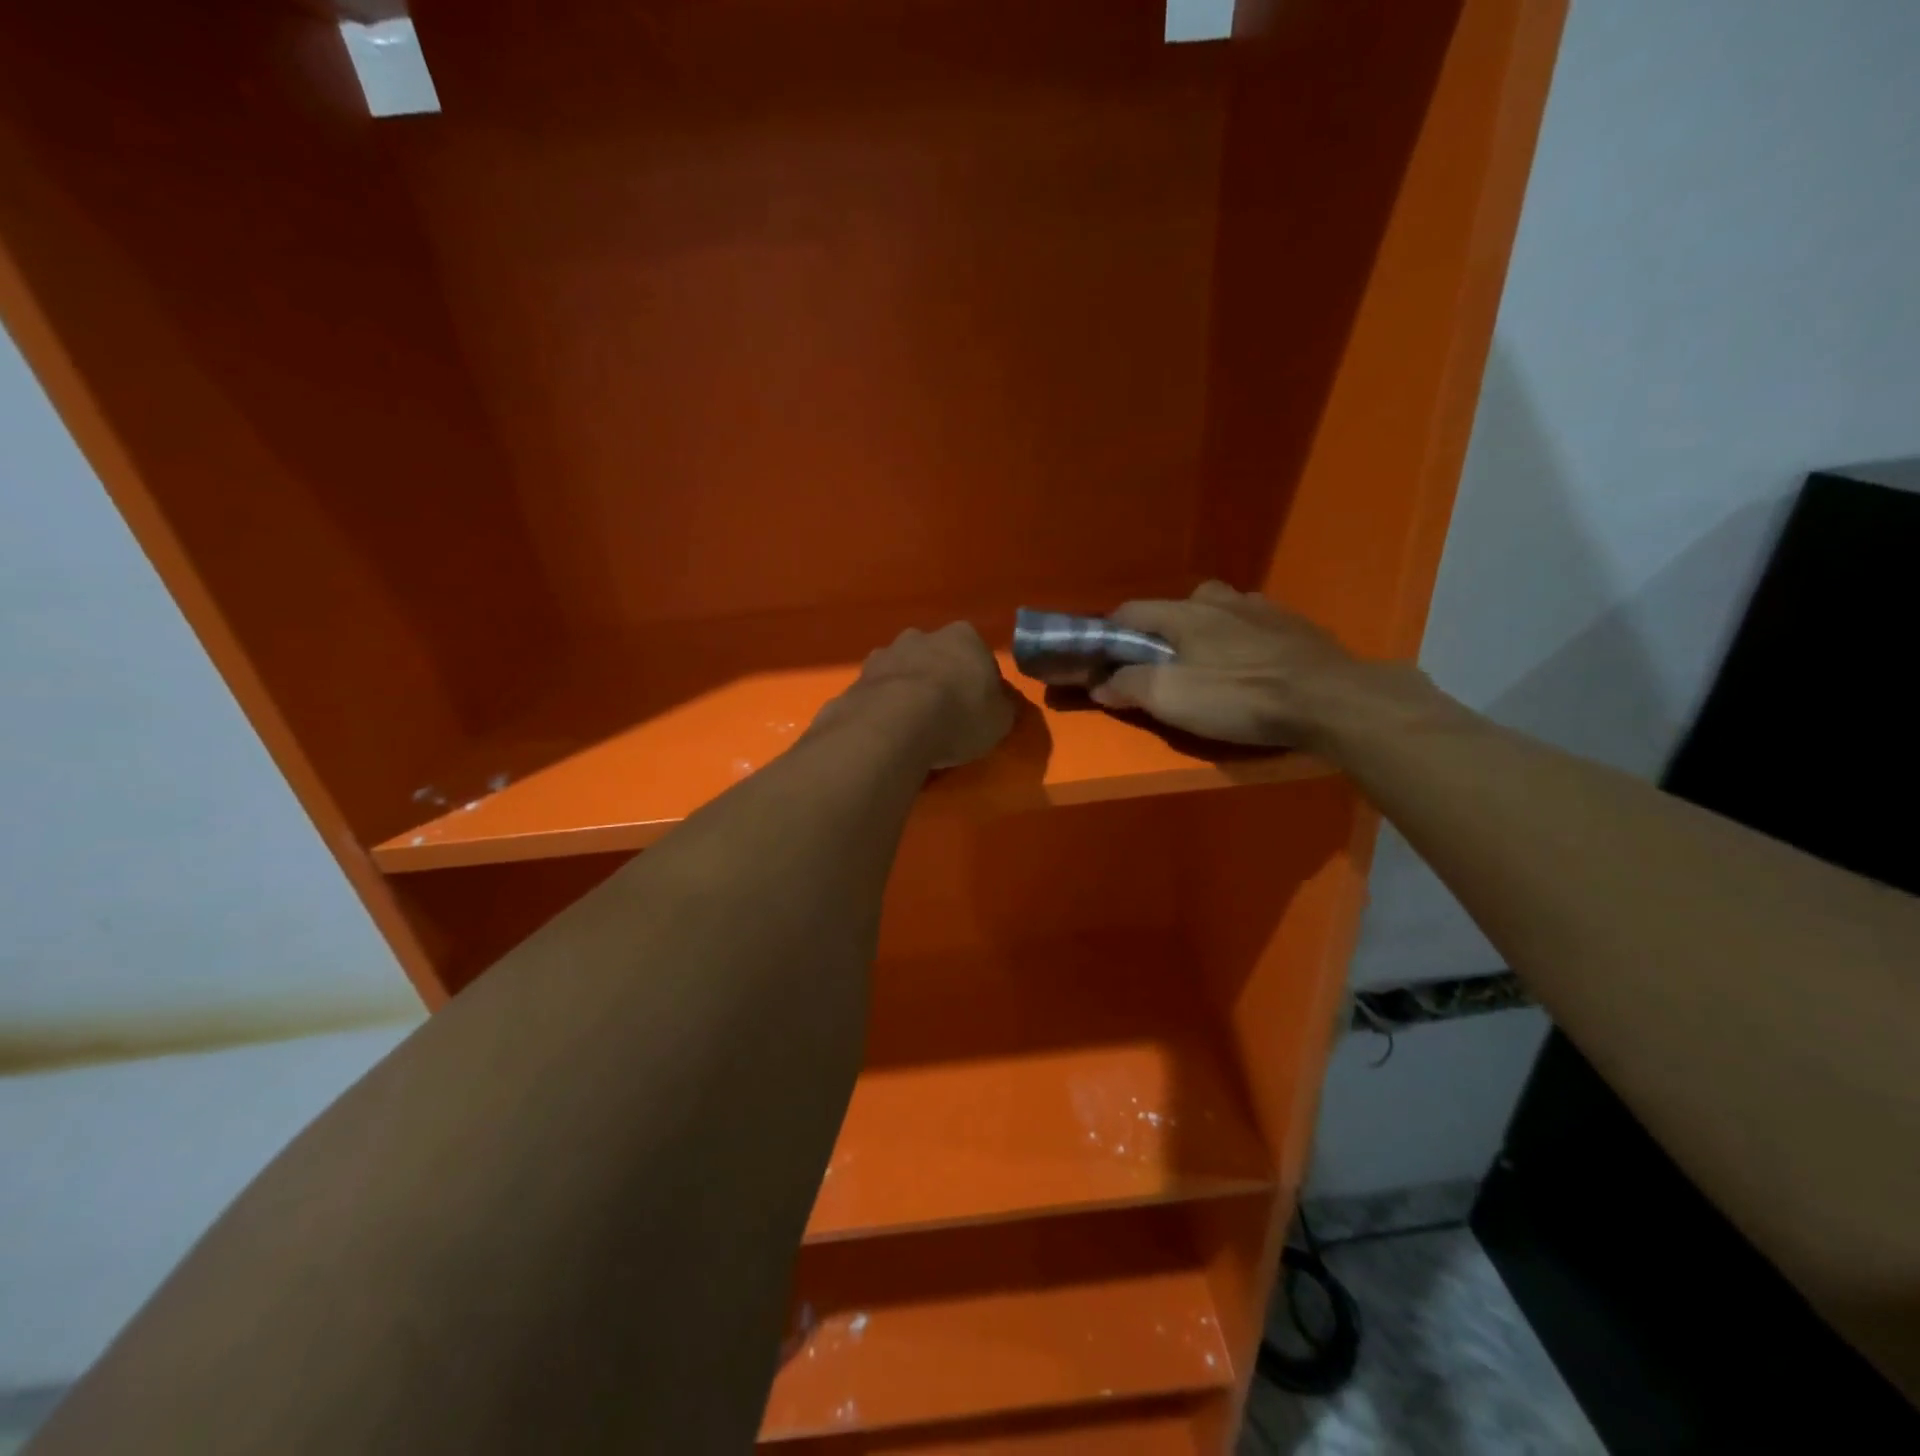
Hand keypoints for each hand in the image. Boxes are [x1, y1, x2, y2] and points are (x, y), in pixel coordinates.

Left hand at [818, 622, 1017, 769]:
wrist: (893, 725)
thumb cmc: (958, 716)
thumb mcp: (1000, 719)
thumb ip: (1004, 706)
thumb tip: (1004, 702)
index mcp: (963, 636)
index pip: (978, 654)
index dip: (979, 681)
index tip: (978, 706)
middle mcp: (922, 636)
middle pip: (936, 657)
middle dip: (940, 679)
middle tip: (944, 715)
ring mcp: (884, 654)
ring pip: (903, 671)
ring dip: (907, 690)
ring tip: (912, 727)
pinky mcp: (856, 679)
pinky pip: (877, 693)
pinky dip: (882, 707)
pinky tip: (887, 732)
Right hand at [1090, 582, 1404, 749]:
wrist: (1330, 699)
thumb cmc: (1240, 697)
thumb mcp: (1171, 698)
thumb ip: (1129, 685)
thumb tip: (1100, 682)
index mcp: (1183, 613)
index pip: (1129, 611)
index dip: (1109, 635)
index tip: (1103, 660)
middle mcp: (1219, 600)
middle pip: (1175, 608)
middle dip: (1160, 634)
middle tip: (1161, 667)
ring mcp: (1261, 608)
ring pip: (1218, 612)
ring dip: (1203, 633)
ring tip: (1208, 665)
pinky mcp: (1294, 625)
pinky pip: (1252, 625)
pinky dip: (1240, 640)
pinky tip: (1250, 665)